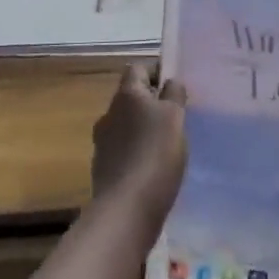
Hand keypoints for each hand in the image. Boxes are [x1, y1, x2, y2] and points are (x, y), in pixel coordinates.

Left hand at [90, 64, 187, 233]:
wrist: (126, 209)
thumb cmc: (155, 154)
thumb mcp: (174, 117)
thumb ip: (174, 94)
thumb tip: (170, 82)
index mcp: (126, 95)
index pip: (137, 69)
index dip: (156, 73)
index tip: (175, 88)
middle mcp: (109, 113)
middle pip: (131, 98)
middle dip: (151, 104)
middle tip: (176, 117)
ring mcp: (102, 142)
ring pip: (127, 125)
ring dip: (143, 130)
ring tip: (167, 145)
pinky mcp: (103, 169)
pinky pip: (123, 151)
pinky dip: (137, 153)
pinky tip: (153, 169)